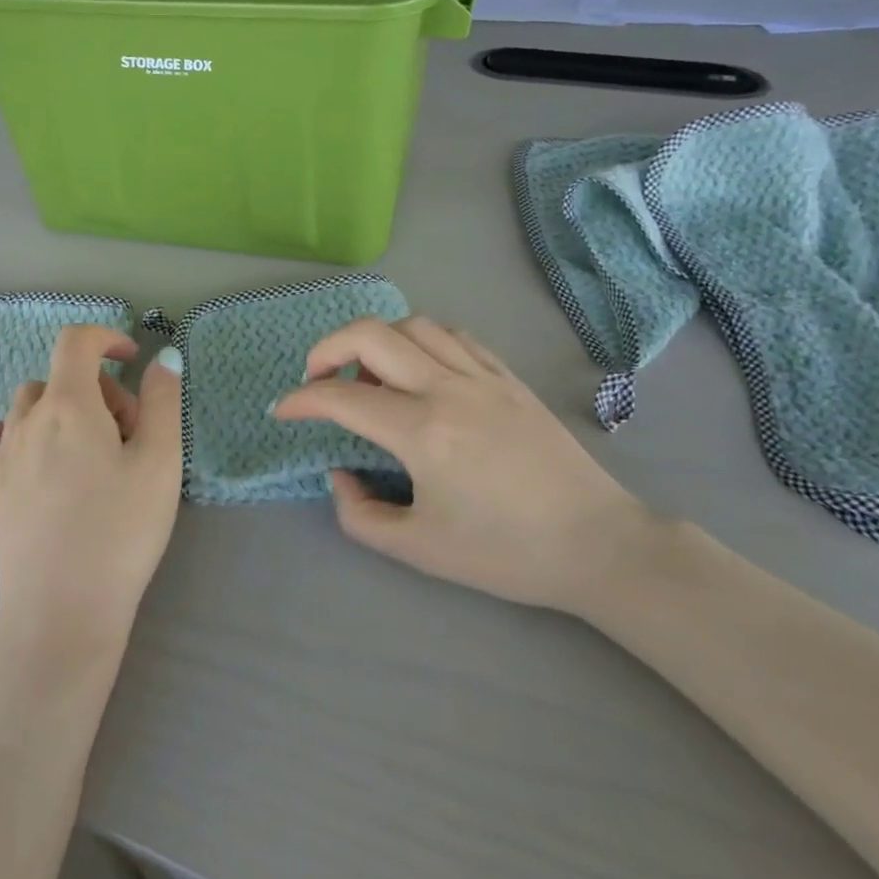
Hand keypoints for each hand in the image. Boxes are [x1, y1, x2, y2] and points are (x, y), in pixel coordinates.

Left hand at [0, 327, 183, 655]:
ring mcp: (2, 457)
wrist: (66, 611)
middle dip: (101, 391)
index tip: (134, 361)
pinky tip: (16, 446)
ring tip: (93, 453)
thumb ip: (163, 401)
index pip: (76, 342)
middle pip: (62, 379)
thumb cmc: (122, 532)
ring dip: (64, 410)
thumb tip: (163, 357)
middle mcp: (27, 421)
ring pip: (29, 405)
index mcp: (69, 406)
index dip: (107, 338)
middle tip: (134, 437)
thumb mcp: (161, 462)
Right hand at [273, 317, 654, 613]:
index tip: (283, 410)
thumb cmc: (504, 553)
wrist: (595, 543)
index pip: (342, 398)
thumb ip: (360, 513)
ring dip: (376, 340)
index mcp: (423, 432)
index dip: (301, 400)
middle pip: (371, 335)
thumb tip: (340, 474)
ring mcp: (482, 376)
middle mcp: (448, 389)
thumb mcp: (419, 550)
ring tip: (369, 374)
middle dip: (327, 348)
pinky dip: (421, 340)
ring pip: (413, 325)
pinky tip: (419, 368)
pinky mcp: (508, 377)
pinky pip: (454, 336)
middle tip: (317, 378)